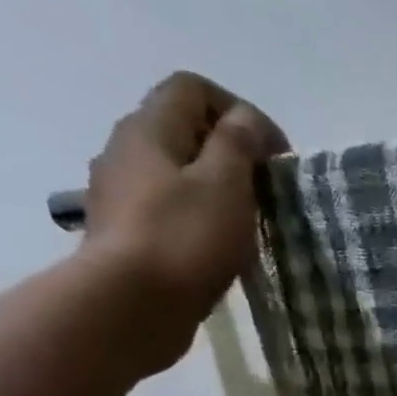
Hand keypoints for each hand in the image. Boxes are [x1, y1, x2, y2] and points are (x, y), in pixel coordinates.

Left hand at [82, 71, 288, 371]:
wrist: (131, 306)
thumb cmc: (184, 239)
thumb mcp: (225, 184)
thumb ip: (238, 145)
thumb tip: (247, 121)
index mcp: (149, 129)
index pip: (193, 89)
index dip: (240, 112)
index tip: (275, 157)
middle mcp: (126, 151)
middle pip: (183, 131)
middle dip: (231, 153)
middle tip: (266, 192)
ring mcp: (122, 196)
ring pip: (176, 174)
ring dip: (216, 190)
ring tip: (248, 225)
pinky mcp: (128, 236)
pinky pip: (169, 212)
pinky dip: (199, 221)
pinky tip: (220, 251)